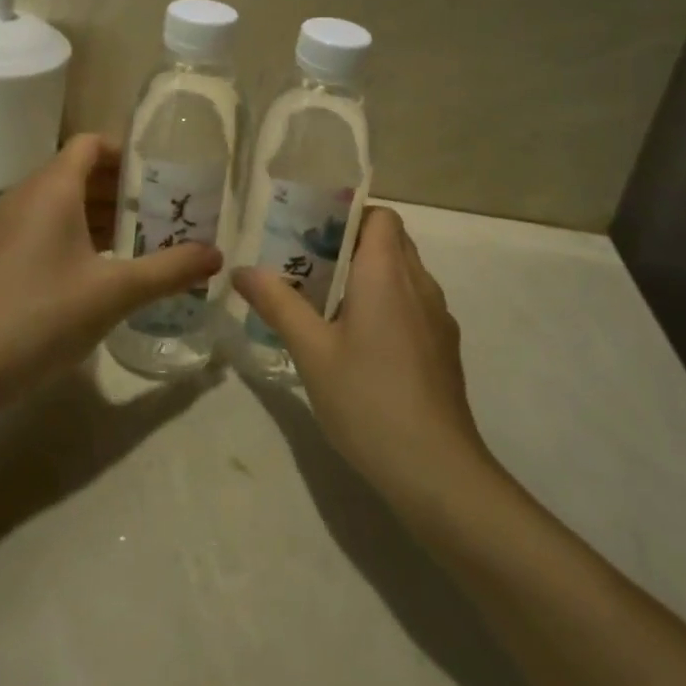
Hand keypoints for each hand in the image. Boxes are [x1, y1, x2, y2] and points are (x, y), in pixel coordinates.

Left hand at [0, 135, 221, 404]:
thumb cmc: (43, 314)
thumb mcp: (116, 292)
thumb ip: (170, 269)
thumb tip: (217, 255)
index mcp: (53, 187)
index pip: (92, 143)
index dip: (128, 151)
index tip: (164, 174)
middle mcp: (29, 195)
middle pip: (81, 170)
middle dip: (124, 187)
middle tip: (166, 208)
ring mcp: (11, 226)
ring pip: (65, 201)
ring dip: (104, 213)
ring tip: (145, 237)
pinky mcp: (4, 254)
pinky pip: (49, 226)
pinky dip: (81, 233)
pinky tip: (107, 267)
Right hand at [234, 206, 492, 510]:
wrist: (436, 469)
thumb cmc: (368, 399)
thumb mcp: (311, 351)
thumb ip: (277, 304)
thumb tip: (241, 269)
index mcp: (387, 272)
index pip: (381, 216)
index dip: (350, 216)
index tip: (314, 235)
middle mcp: (419, 284)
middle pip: (392, 242)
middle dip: (352, 246)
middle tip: (310, 269)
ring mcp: (438, 318)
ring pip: (405, 275)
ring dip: (371, 277)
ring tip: (329, 307)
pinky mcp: (445, 348)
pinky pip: (415, 306)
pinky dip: (389, 306)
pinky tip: (362, 347)